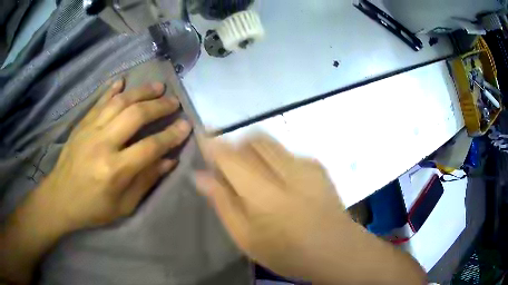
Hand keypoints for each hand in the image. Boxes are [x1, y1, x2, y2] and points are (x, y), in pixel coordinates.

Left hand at [1, 79, 191, 283]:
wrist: (60, 198)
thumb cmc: (93, 208)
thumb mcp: (123, 206)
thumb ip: (146, 181)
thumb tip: (169, 161)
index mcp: (114, 170)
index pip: (150, 147)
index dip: (171, 136)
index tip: (186, 125)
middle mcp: (103, 144)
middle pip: (135, 115)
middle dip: (159, 106)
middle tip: (174, 101)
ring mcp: (90, 130)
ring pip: (119, 102)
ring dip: (141, 91)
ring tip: (157, 86)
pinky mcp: (81, 124)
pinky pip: (99, 101)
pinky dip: (112, 89)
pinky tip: (123, 80)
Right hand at [196, 135, 345, 279]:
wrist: (335, 249)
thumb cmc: (286, 252)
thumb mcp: (246, 238)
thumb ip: (223, 203)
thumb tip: (201, 176)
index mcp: (262, 193)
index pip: (230, 156)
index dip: (213, 143)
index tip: (203, 136)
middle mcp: (284, 171)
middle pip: (251, 140)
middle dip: (235, 145)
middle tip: (229, 165)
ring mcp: (305, 165)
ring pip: (269, 142)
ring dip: (253, 149)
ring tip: (253, 171)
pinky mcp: (317, 166)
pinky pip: (286, 151)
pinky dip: (273, 158)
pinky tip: (280, 180)